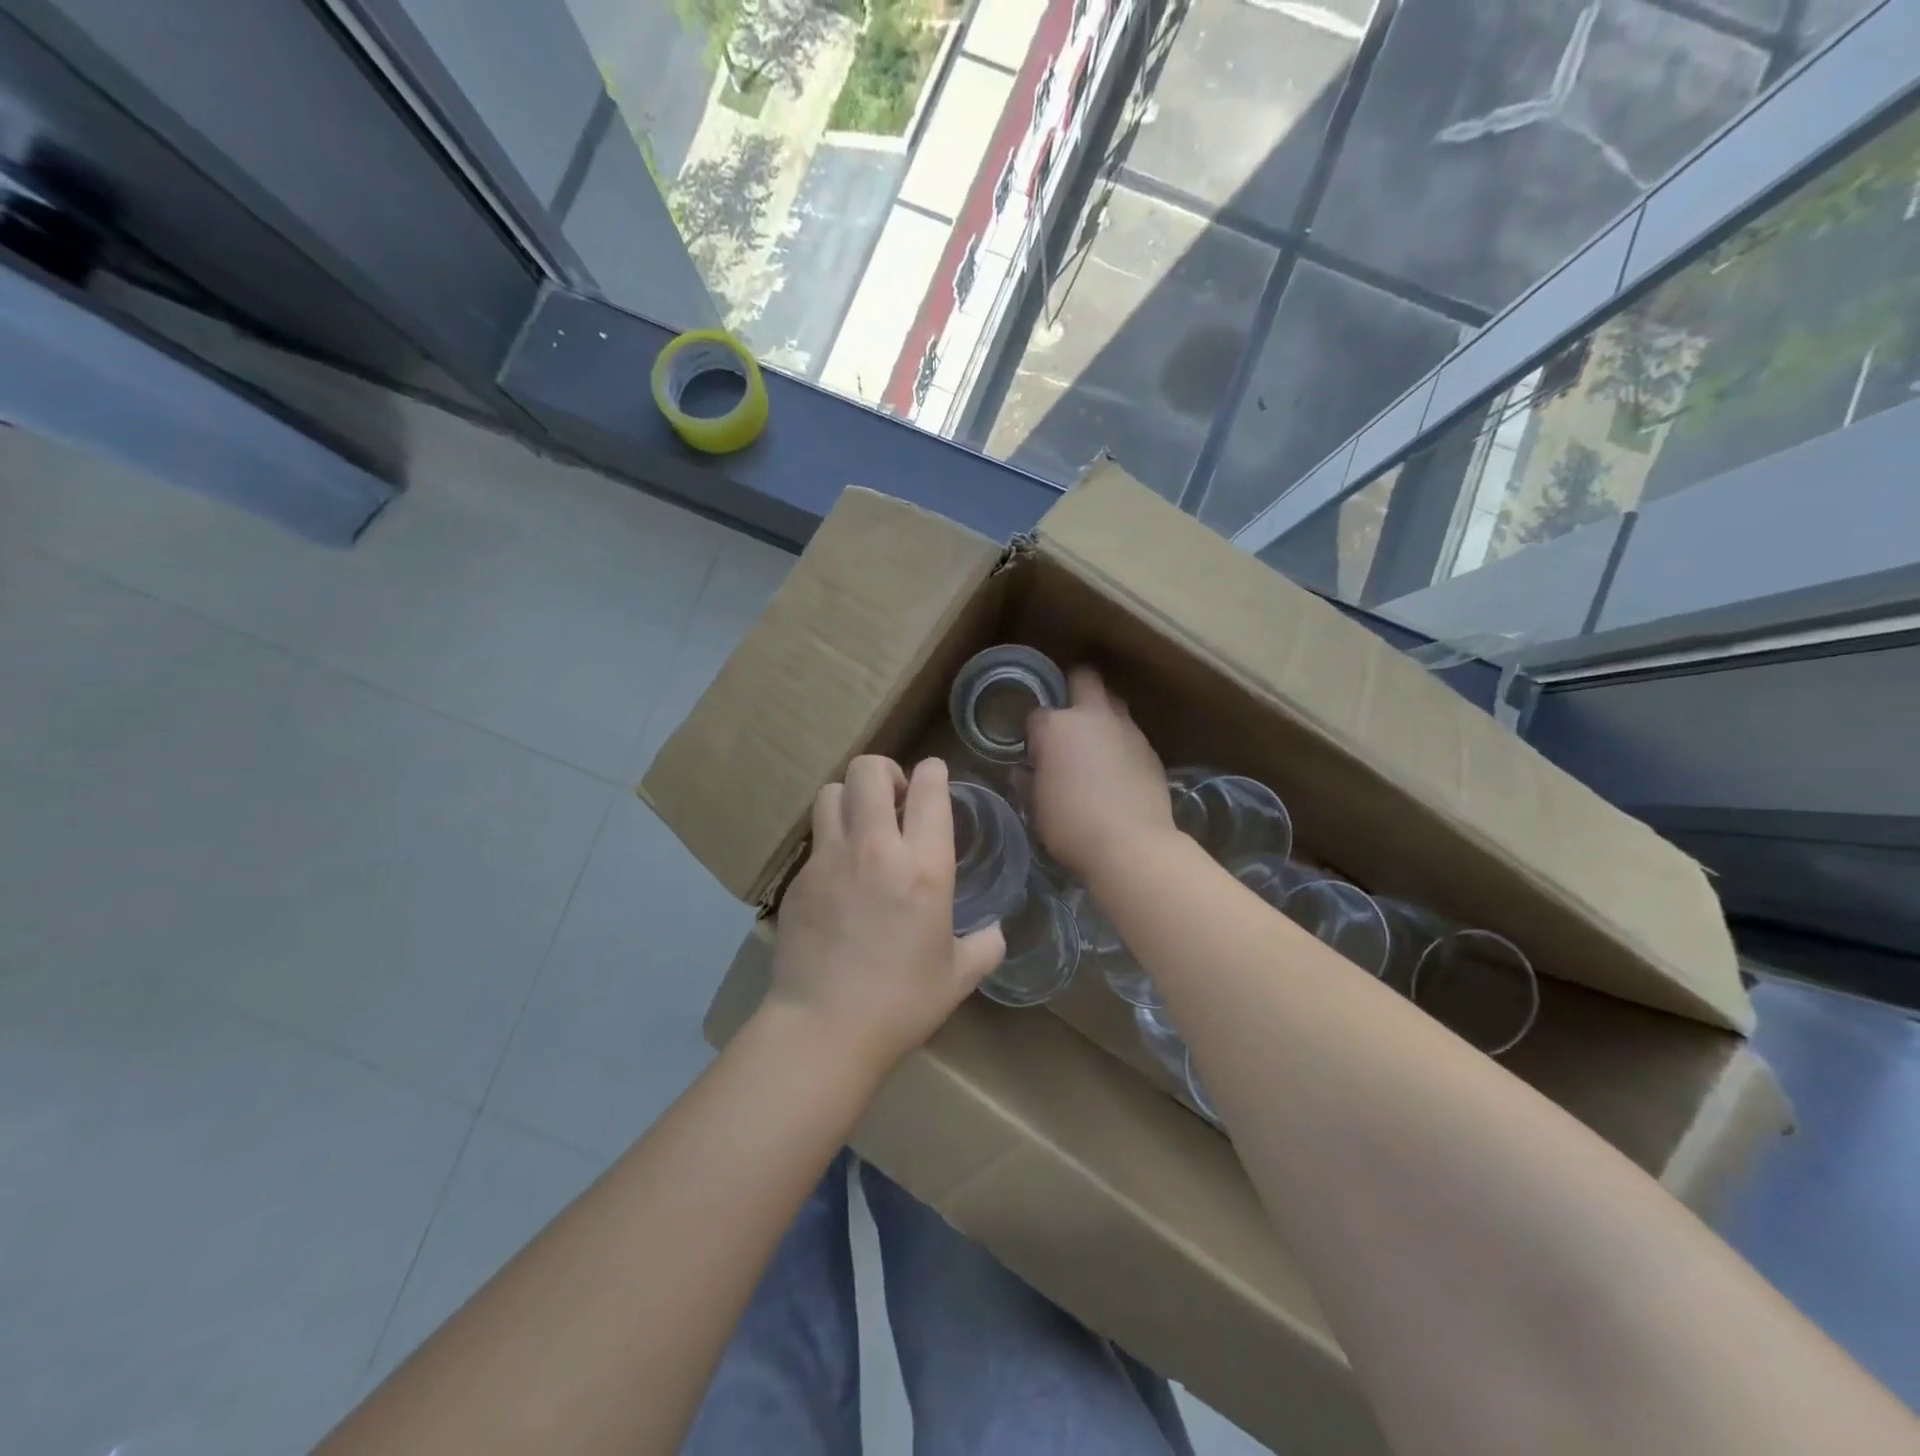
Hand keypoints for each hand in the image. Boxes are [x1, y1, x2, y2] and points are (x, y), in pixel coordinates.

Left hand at [769, 755, 1004, 1071]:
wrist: (824, 1028)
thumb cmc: (901, 1003)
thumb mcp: (959, 976)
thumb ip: (985, 945)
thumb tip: (995, 931)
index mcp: (923, 867)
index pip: (928, 789)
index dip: (933, 772)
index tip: (934, 777)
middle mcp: (875, 849)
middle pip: (868, 770)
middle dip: (886, 772)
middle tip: (896, 801)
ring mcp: (830, 859)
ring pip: (832, 791)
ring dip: (852, 797)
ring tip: (863, 826)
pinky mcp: (800, 878)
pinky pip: (816, 837)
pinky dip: (832, 838)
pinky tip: (842, 874)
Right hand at [1026, 667, 1176, 886]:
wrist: (1131, 846)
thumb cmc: (1071, 826)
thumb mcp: (1037, 808)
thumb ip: (1029, 783)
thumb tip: (1025, 773)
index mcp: (1056, 727)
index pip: (1037, 715)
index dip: (1034, 733)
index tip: (1035, 753)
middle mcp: (1093, 717)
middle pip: (1084, 678)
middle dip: (1074, 688)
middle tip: (1068, 717)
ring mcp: (1127, 730)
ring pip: (1113, 703)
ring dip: (1102, 716)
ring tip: (1095, 746)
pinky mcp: (1151, 749)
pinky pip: (1131, 734)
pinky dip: (1121, 744)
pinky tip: (1118, 770)